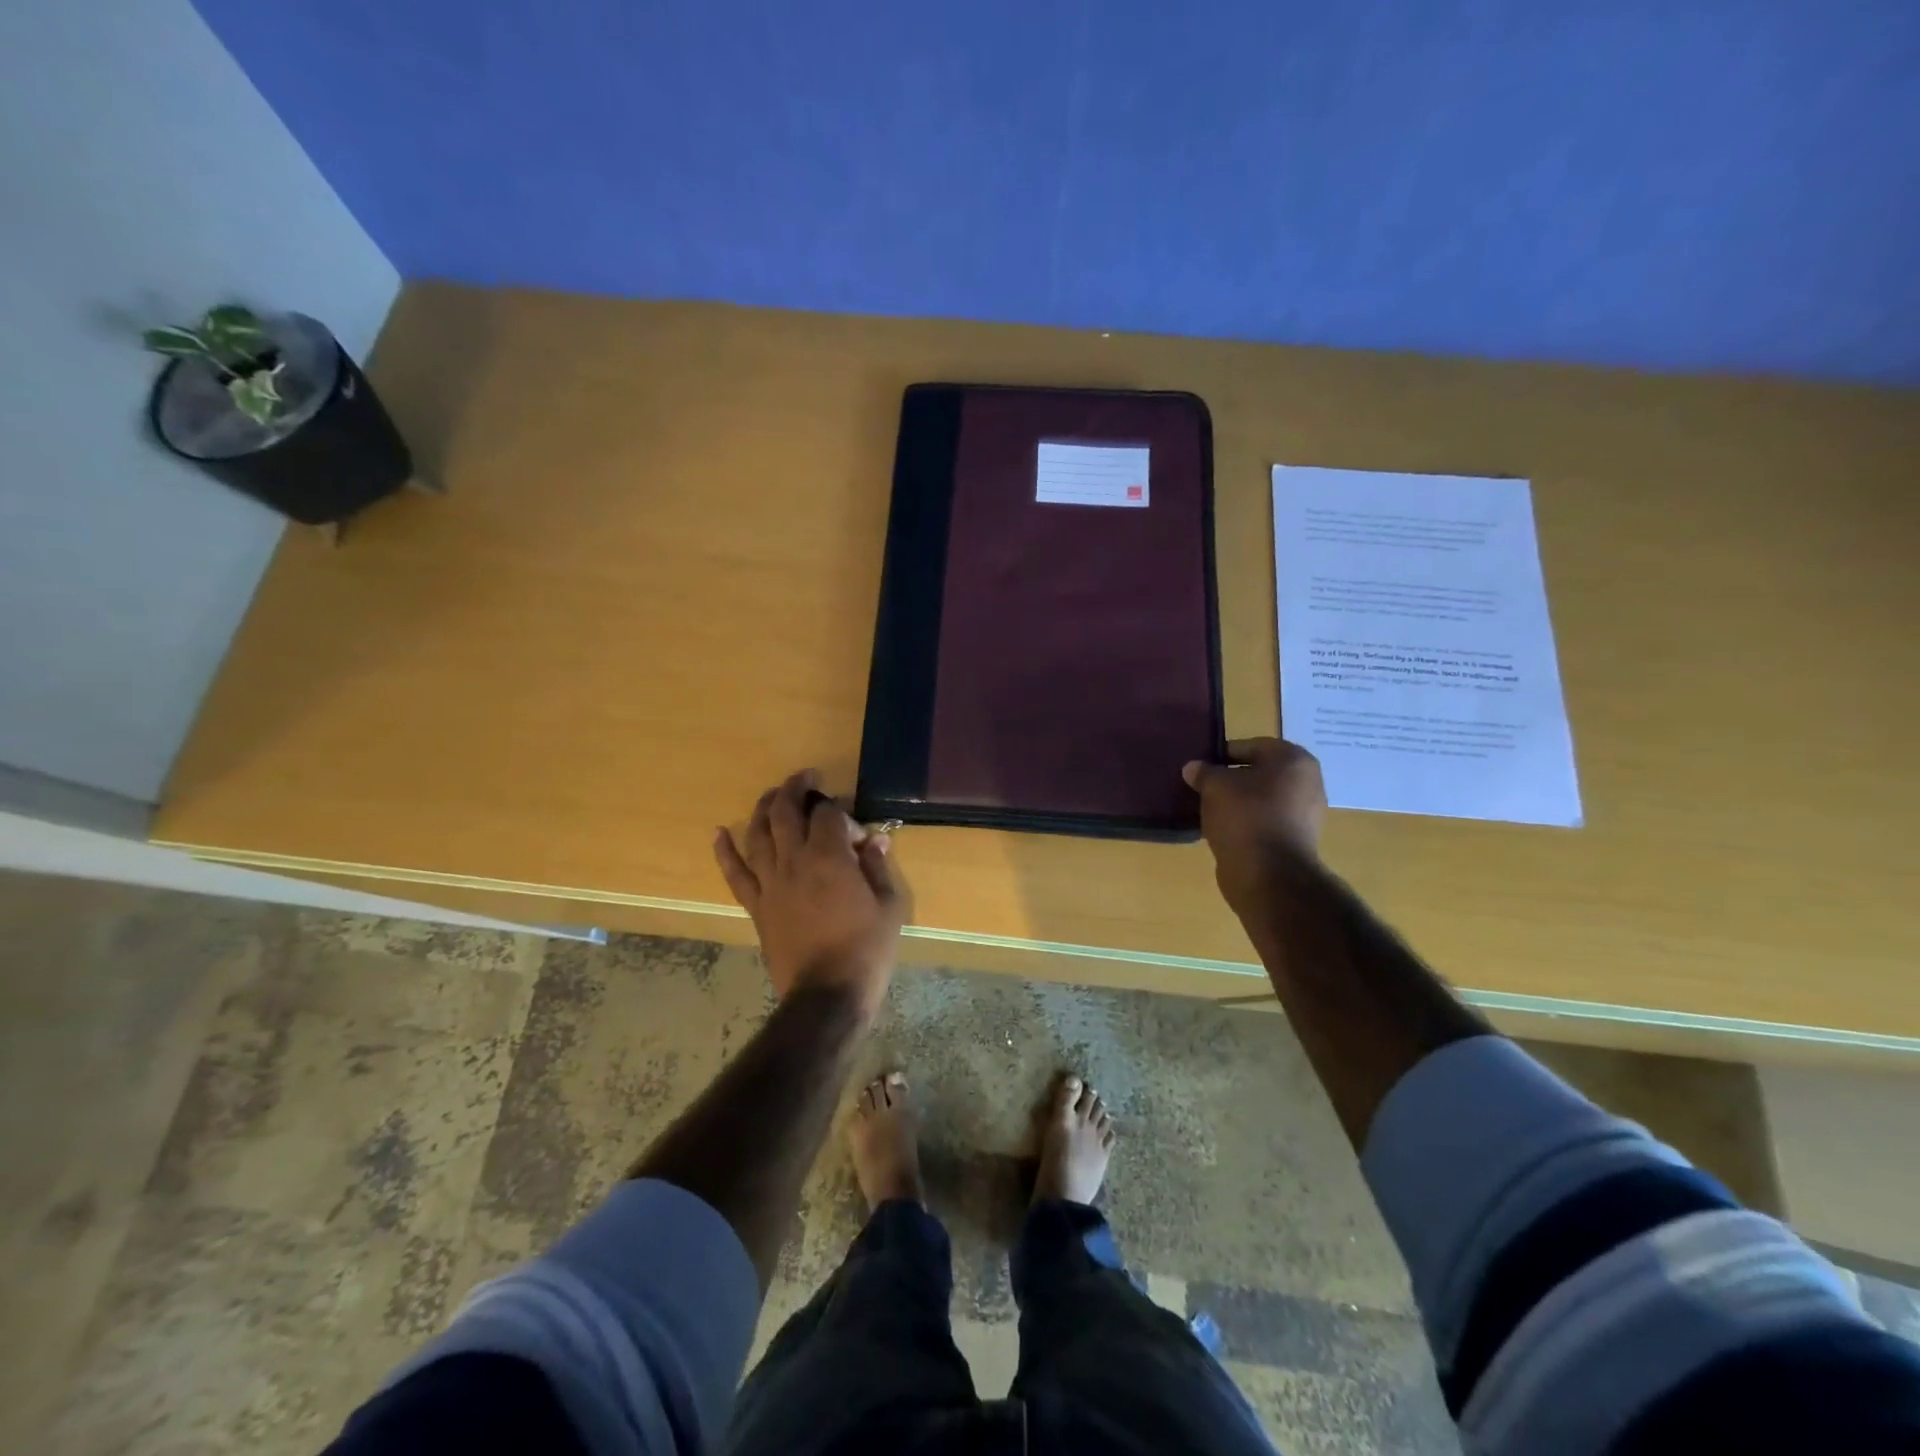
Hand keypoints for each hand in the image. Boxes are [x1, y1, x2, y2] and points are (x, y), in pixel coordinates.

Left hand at [715, 771, 904, 1019]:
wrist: (826, 996)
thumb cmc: (866, 950)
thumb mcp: (890, 906)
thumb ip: (879, 868)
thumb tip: (876, 841)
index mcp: (829, 857)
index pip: (828, 814)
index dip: (841, 812)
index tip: (854, 828)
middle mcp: (794, 861)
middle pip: (785, 812)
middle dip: (795, 788)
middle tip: (806, 778)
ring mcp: (770, 883)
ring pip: (758, 833)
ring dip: (763, 807)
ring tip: (772, 794)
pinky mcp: (756, 906)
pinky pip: (735, 873)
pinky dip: (725, 851)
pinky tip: (719, 833)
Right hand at [1183, 739, 1327, 920]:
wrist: (1269, 874)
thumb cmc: (1245, 817)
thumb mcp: (1214, 786)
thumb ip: (1204, 772)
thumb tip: (1194, 768)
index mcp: (1293, 760)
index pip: (1250, 746)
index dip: (1221, 754)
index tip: (1200, 767)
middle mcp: (1307, 782)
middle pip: (1259, 773)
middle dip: (1231, 779)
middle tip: (1202, 787)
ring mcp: (1305, 814)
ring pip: (1262, 799)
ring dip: (1238, 802)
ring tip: (1209, 810)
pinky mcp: (1296, 840)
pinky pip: (1265, 821)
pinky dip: (1246, 823)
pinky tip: (1224, 830)